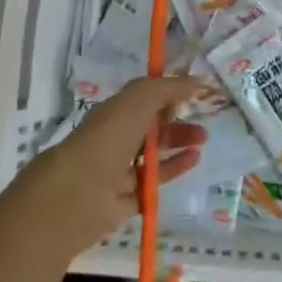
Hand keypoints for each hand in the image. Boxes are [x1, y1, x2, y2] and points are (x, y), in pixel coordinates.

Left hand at [0, 77, 206, 262]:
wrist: (78, 193)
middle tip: (203, 120)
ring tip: (202, 141)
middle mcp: (114, 140)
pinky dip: (173, 170)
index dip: (168, 93)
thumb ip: (169, 87)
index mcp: (114, 113)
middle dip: (177, 121)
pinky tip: (193, 161)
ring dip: (178, 144)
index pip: (144, 99)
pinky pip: (153, 183)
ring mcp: (118, 172)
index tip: (194, 92)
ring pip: (152, 156)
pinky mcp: (124, 201)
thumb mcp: (140, 99)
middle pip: (151, 127)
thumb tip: (198, 80)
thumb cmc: (108, 137)